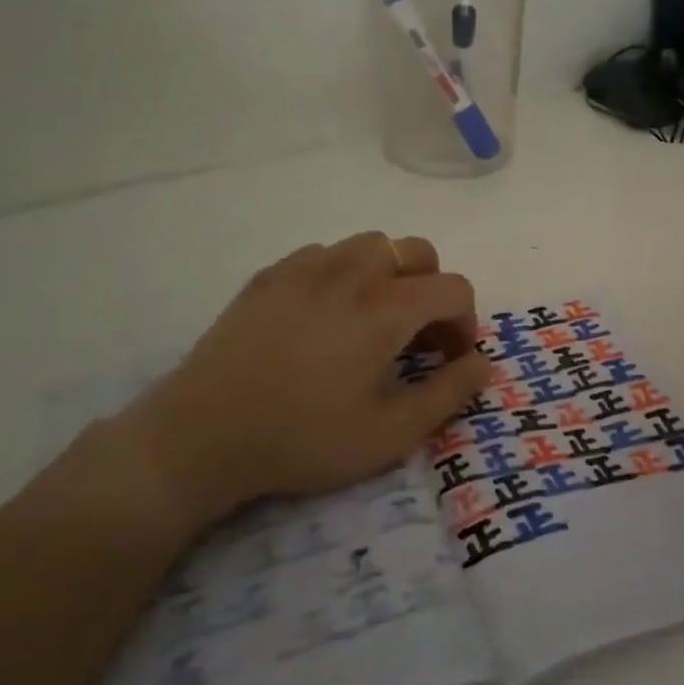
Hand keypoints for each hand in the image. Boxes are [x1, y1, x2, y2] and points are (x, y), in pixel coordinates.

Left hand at [106, 233, 492, 533]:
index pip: (454, 288)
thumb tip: (484, 363)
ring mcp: (305, 267)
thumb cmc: (303, 439)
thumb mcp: (389, 434)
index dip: (466, 323)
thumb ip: (448, 394)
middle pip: (417, 251)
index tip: (449, 360)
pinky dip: (343, 274)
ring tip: (373, 321)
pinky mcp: (270, 276)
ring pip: (370, 245)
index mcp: (386, 308)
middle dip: (432, 288)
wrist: (200, 436)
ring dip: (389, 275)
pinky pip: (324, 255)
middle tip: (416, 336)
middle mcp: (352, 272)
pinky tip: (325, 316)